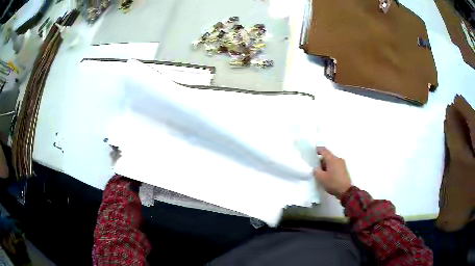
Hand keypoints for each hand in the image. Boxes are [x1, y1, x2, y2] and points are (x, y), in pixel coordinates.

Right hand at [313, 147, 351, 198]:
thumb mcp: (321, 178)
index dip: (318, 150)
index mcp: (332, 159)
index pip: (324, 150)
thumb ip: (316, 171)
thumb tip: (316, 168)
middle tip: (315, 166)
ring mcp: (342, 164)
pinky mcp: (344, 169)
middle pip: (328, 156)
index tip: (313, 152)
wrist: (346, 191)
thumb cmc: (333, 183)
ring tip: (321, 173)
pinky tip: (327, 175)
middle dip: (321, 160)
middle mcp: (338, 159)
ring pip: (332, 161)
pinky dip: (330, 168)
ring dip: (326, 165)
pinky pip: (335, 165)